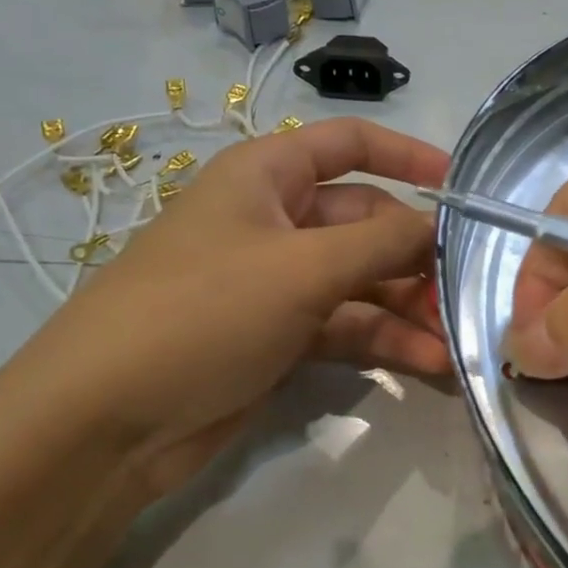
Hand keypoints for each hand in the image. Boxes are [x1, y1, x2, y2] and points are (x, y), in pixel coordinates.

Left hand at [7, 118, 449, 495]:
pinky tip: (428, 364)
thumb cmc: (202, 312)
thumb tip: (439, 225)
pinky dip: (384, 340)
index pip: (349, 144)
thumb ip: (382, 243)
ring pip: (360, 280)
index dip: (408, 155)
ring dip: (407, 306)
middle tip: (464, 289)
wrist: (104, 424)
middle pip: (365, 221)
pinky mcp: (278, 337)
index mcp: (266, 176)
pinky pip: (345, 325)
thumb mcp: (301, 268)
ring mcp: (276, 282)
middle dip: (415, 253)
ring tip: (454, 338)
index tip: (461, 186)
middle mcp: (274, 220)